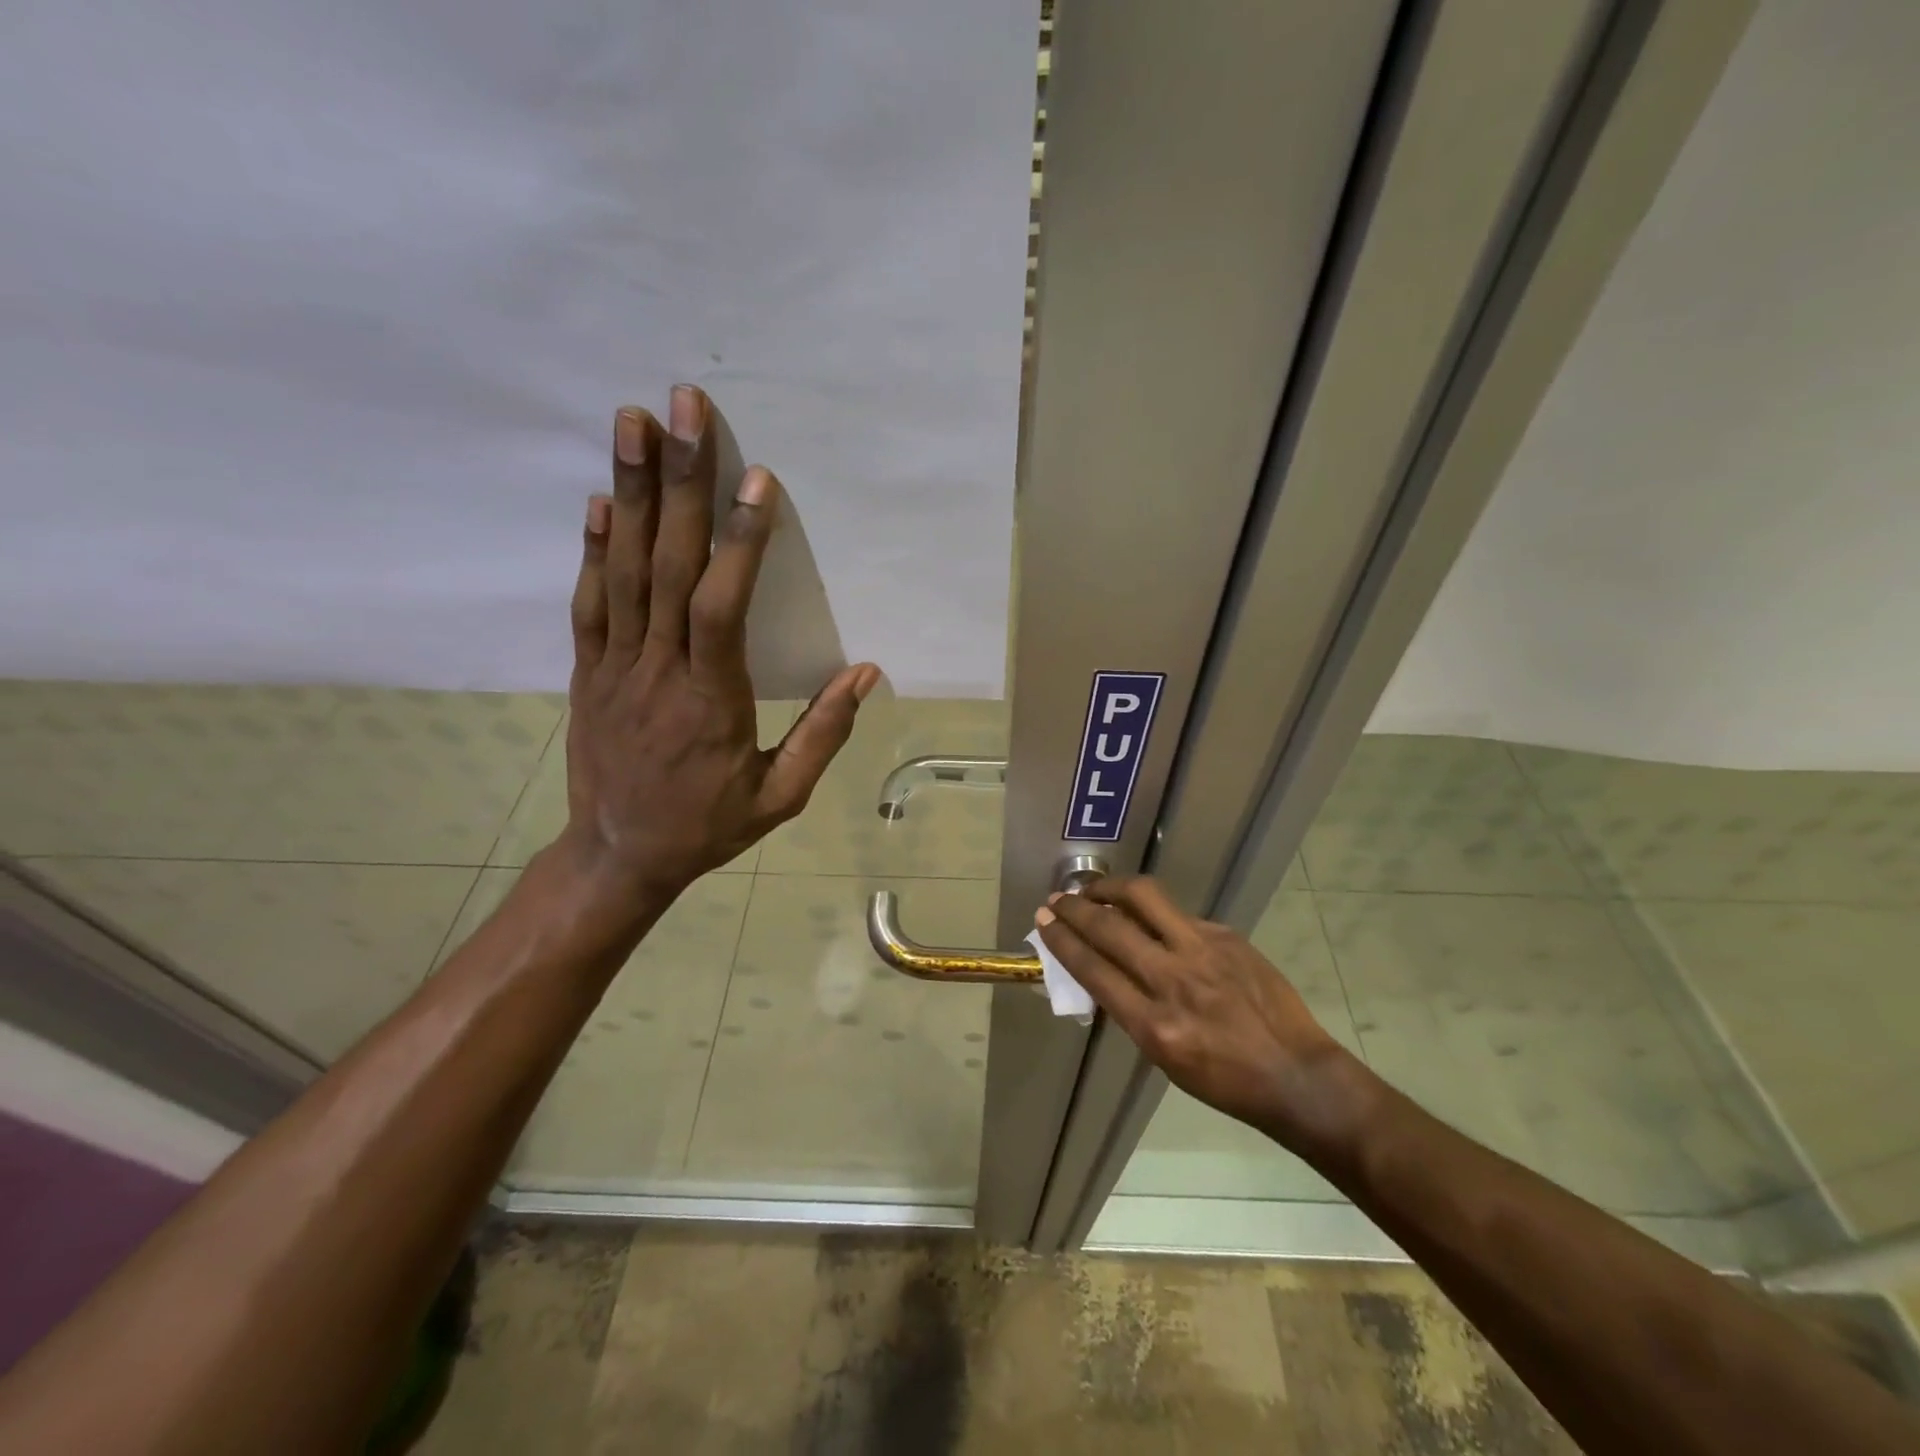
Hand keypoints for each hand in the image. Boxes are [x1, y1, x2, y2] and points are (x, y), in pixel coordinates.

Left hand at [562, 385, 879, 917]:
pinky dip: (594, 546)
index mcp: (709, 699)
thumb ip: (823, 735)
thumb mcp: (779, 796)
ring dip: (628, 491)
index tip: (756, 480)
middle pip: (666, 565)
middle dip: (677, 481)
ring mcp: (614, 665)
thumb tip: (866, 673)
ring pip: (623, 569)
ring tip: (632, 421)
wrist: (618, 856)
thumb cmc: (707, 826)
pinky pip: (589, 601)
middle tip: (682, 408)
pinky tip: (599, 499)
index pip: (722, 607)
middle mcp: (657, 669)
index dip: (739, 542)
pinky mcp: (587, 670)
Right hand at [1036, 876, 1365, 1149]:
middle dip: (1075, 908)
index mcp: (1155, 1026)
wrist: (1296, 1074)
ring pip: (1144, 899)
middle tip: (1057, 899)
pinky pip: (1178, 915)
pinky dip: (1153, 913)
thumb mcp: (1164, 1057)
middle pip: (1110, 929)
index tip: (1044, 921)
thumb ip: (1131, 1010)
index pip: (1094, 969)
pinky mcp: (1227, 936)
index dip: (1062, 940)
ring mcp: (1204, 952)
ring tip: (1094, 890)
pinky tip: (1149, 919)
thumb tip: (1103, 966)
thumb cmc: (1224, 1081)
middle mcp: (1175, 981)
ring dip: (1110, 889)